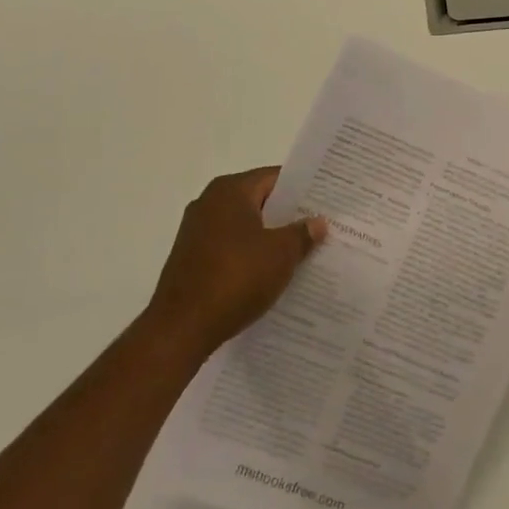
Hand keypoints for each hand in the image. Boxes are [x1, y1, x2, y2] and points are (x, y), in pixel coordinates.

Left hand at [145, 168, 327, 356]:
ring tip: (302, 253)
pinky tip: (272, 274)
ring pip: (245, 227)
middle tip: (321, 227)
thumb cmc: (235, 278)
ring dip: (270, 239)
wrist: (180, 329)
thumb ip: (302, 234)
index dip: (303, 190)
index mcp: (230, 191)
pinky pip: (231, 249)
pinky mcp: (191, 260)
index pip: (275, 178)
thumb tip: (318, 222)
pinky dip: (251, 257)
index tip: (327, 202)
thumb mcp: (281, 254)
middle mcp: (209, 203)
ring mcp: (196, 233)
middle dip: (289, 216)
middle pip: (260, 202)